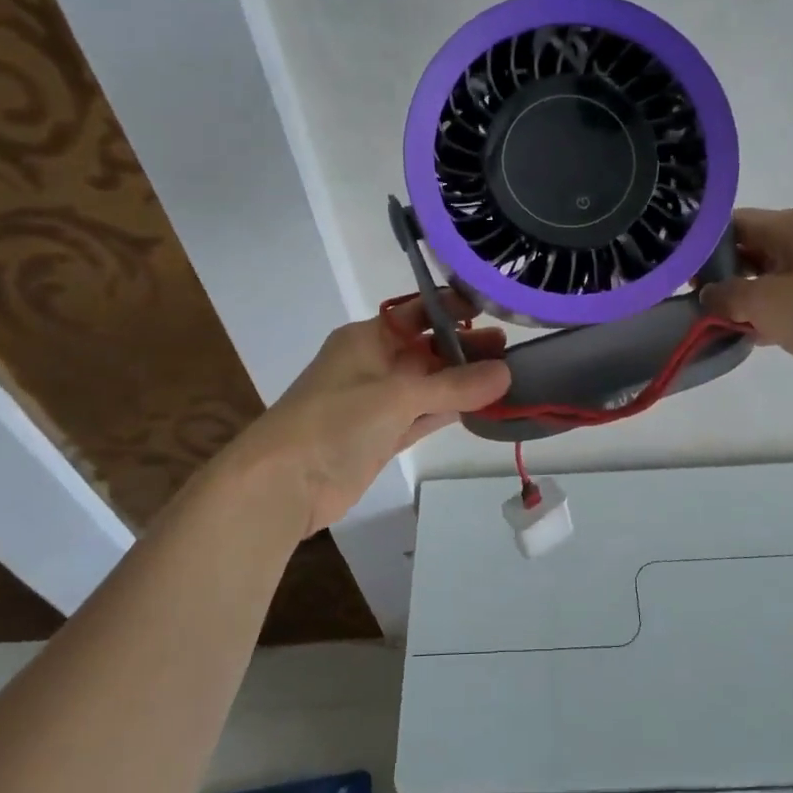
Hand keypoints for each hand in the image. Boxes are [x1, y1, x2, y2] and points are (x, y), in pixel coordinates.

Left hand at [223, 295, 510, 537]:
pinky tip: (481, 406)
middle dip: (464, 346)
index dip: (453, 308)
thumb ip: (454, 386)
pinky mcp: (382, 436)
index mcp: (368, 337)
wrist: (283, 484)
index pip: (417, 312)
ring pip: (429, 384)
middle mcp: (374, 363)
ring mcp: (378, 402)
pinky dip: (449, 410)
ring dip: (462, 380)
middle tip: (510, 348)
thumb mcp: (398, 396)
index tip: (493, 308)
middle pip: (427, 348)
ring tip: (508, 373)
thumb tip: (506, 373)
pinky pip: (424, 415)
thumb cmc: (335, 422)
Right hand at [701, 208, 792, 403]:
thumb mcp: (765, 301)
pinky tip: (741, 338)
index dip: (702, 245)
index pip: (733, 223)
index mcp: (791, 227)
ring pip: (764, 280)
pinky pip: (782, 305)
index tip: (677, 272)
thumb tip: (707, 296)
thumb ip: (727, 295)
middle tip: (686, 301)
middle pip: (747, 250)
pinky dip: (762, 318)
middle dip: (718, 276)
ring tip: (707, 322)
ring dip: (739, 301)